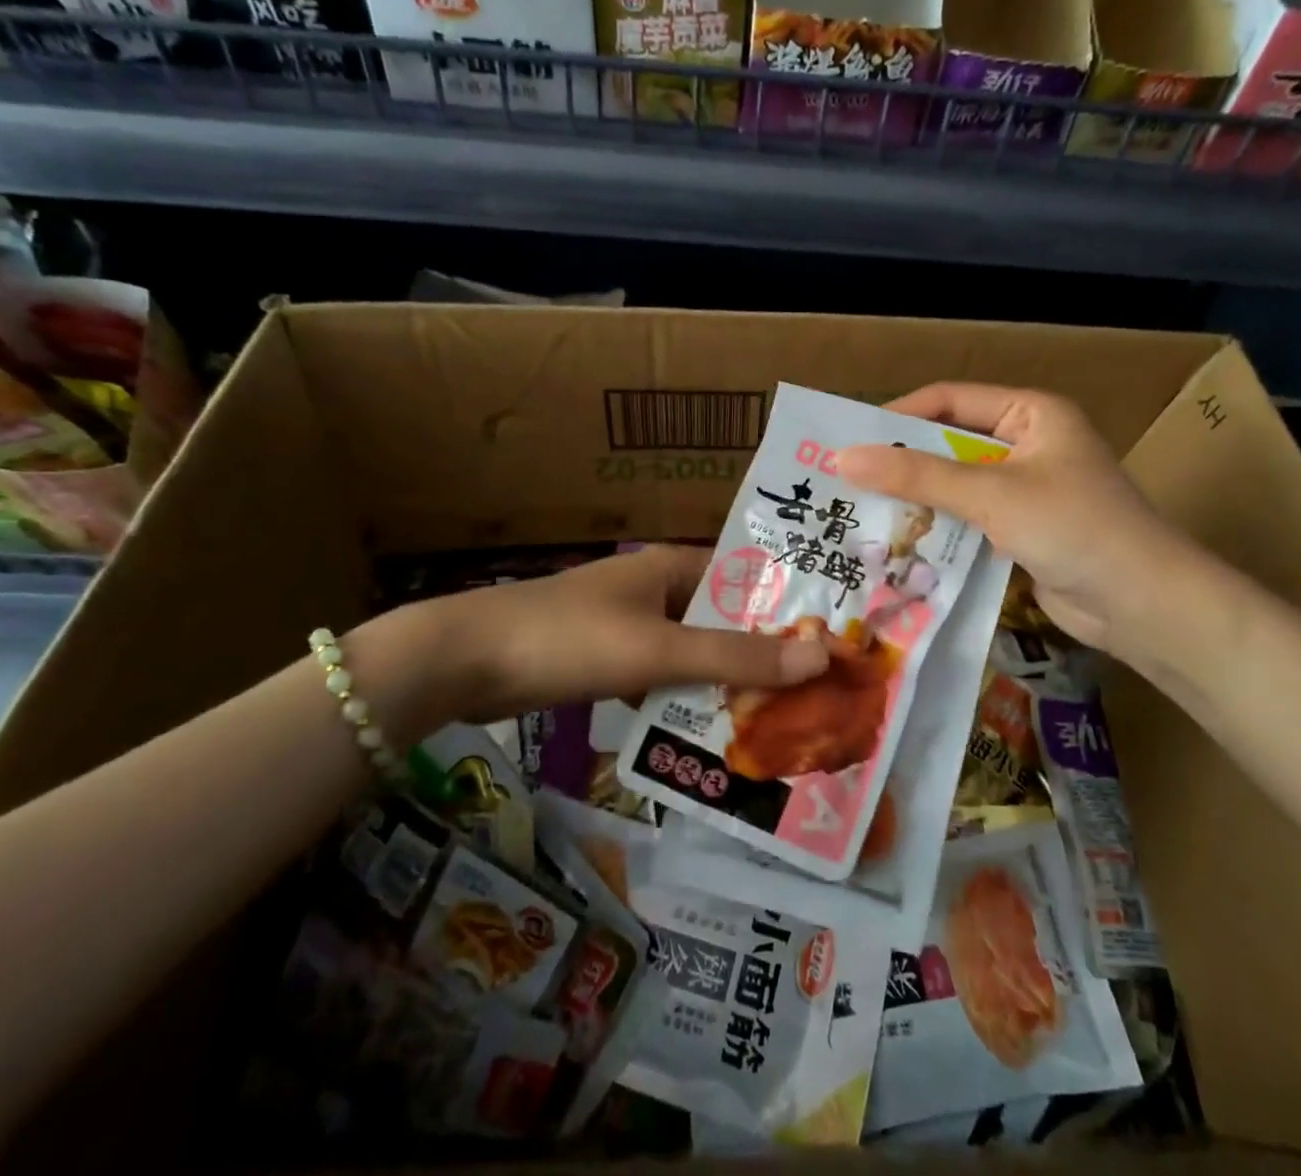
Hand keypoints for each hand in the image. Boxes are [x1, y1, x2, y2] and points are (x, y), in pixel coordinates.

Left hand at [364, 545, 829, 731]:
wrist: (465, 660)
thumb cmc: (569, 639)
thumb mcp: (658, 650)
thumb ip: (735, 657)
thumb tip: (821, 657)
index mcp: (673, 567)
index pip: (750, 581)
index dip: (791, 610)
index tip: (835, 646)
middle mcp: (657, 588)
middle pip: (725, 621)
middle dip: (764, 657)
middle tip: (819, 697)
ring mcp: (630, 625)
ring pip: (695, 654)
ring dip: (727, 683)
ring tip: (782, 722)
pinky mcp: (608, 660)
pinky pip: (664, 677)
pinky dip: (687, 700)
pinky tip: (714, 734)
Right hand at [836, 383, 1199, 660]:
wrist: (1146, 606)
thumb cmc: (1075, 528)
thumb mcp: (991, 494)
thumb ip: (917, 475)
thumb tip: (842, 457)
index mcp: (1031, 413)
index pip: (950, 400)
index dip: (898, 416)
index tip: (850, 439)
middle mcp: (1027, 443)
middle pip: (949, 443)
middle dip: (902, 463)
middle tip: (846, 479)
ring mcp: (1026, 489)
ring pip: (955, 485)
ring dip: (917, 499)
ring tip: (859, 511)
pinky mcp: (1022, 529)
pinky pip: (968, 519)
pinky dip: (938, 528)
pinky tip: (898, 543)